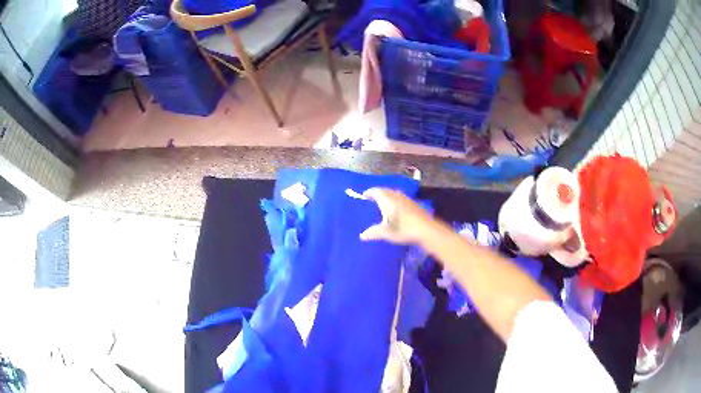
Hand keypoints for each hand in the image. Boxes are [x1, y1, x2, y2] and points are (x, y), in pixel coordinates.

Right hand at [359, 188, 434, 244]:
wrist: (425, 228)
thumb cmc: (402, 228)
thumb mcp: (386, 232)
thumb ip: (373, 232)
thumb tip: (362, 236)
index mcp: (387, 199)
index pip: (376, 191)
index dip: (369, 192)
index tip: (364, 195)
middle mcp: (396, 196)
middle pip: (385, 190)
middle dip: (378, 193)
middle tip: (373, 199)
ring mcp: (406, 199)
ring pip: (394, 194)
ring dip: (388, 196)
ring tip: (384, 203)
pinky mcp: (414, 204)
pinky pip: (401, 198)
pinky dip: (396, 201)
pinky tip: (397, 209)